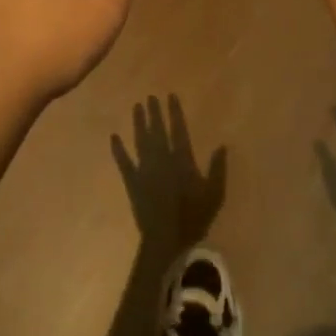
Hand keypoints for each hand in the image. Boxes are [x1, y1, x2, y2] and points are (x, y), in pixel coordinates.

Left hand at [111, 94, 226, 247]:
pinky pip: (124, 162)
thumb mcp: (214, 194)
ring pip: (140, 140)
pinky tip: (114, 136)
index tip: (170, 96)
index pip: (178, 129)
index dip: (174, 112)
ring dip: (138, 123)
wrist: (167, 240)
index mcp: (182, 159)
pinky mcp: (132, 182)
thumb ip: (217, 168)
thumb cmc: (194, 217)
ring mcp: (145, 169)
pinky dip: (118, 149)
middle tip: (150, 96)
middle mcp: (162, 159)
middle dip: (154, 112)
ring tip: (136, 106)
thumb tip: (222, 145)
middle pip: (157, 130)